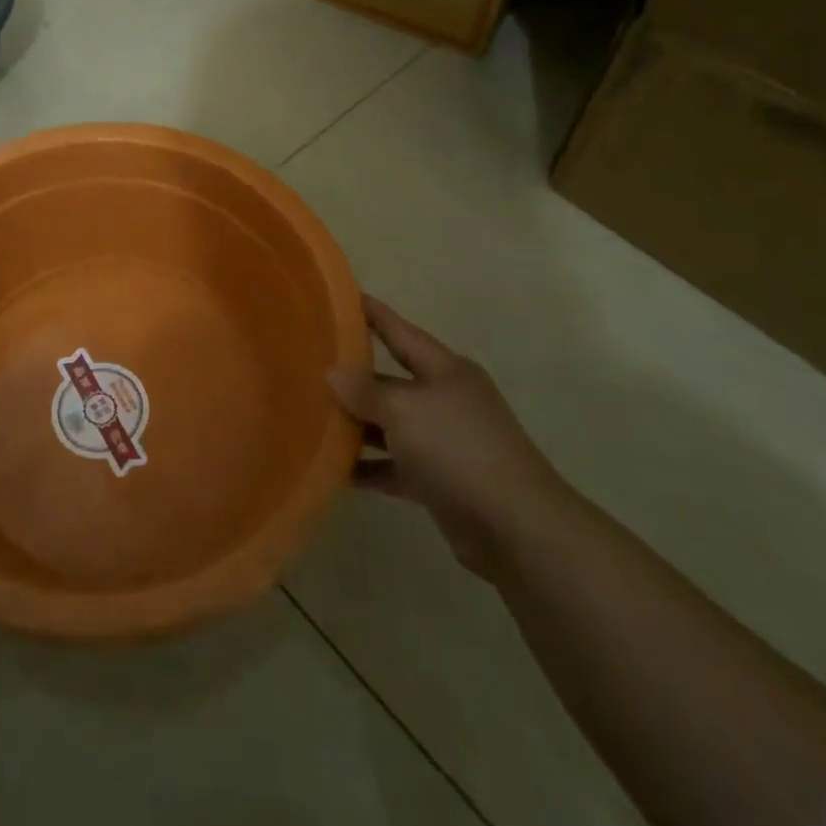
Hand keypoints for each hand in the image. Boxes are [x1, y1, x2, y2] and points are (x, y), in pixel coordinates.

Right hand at [329, 296, 568, 579]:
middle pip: (391, 380)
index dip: (373, 314)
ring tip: (311, 417)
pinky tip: (334, 469)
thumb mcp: (404, 409)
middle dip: (354, 376)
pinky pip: (394, 467)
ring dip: (356, 424)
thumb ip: (365, 390)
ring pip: (390, 425)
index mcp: (445, 371)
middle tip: (308, 364)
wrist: (516, 528)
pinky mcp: (440, 482)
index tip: (342, 297)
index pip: (400, 332)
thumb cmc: (458, 449)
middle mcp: (445, 400)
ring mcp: (444, 443)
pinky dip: (368, 467)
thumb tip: (333, 373)